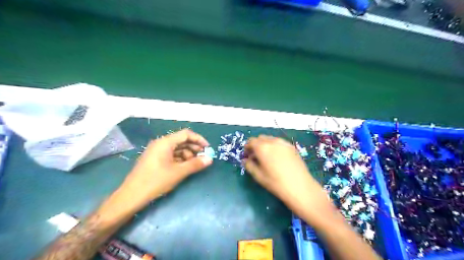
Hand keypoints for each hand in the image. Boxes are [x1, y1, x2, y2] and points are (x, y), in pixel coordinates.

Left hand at [119, 129, 212, 208]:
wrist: (131, 196)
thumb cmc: (156, 181)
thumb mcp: (178, 172)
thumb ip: (195, 164)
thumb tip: (210, 159)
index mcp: (165, 142)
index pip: (186, 134)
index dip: (199, 139)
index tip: (208, 148)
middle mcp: (160, 143)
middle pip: (181, 140)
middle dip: (194, 147)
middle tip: (204, 156)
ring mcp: (157, 151)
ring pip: (177, 148)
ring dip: (188, 154)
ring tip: (195, 163)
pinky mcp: (155, 159)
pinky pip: (171, 154)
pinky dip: (180, 158)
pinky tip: (185, 166)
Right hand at [245, 136, 331, 220]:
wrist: (300, 187)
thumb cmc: (276, 183)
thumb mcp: (258, 176)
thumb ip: (249, 165)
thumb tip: (245, 160)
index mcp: (262, 147)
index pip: (251, 141)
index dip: (247, 148)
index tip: (247, 156)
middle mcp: (272, 141)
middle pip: (260, 138)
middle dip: (256, 145)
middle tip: (256, 157)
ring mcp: (283, 143)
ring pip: (270, 139)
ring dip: (265, 145)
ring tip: (267, 157)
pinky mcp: (292, 146)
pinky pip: (279, 143)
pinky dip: (274, 146)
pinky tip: (277, 158)